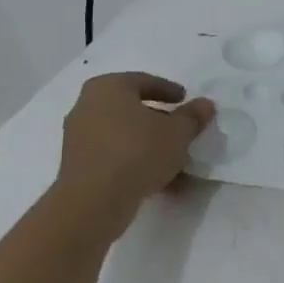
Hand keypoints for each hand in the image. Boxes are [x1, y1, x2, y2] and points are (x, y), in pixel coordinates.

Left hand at [54, 73, 213, 230]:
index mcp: (109, 87)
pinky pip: (113, 156)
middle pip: (132, 109)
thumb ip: (193, 116)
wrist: (93, 201)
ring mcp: (79, 137)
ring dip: (149, 145)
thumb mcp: (178, 132)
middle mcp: (87, 106)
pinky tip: (159, 181)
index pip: (144, 81)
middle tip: (180, 129)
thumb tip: (205, 104)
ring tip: (175, 162)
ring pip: (124, 135)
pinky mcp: (77, 165)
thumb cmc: (138, 152)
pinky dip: (135, 163)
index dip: (168, 90)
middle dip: (158, 120)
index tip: (185, 100)